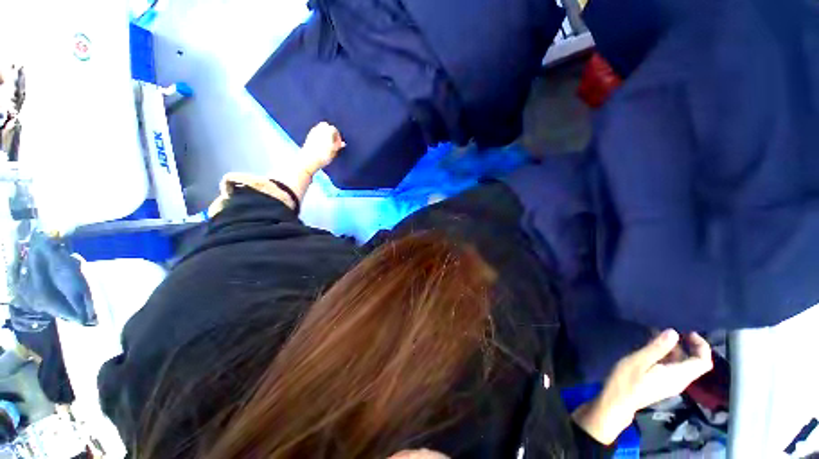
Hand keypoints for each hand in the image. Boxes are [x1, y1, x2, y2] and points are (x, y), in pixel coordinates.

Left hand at [301, 122, 345, 173]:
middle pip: (326, 126)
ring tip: (328, 145)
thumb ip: (338, 146)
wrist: (310, 159)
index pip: (335, 130)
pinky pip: (316, 134)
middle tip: (333, 142)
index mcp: (327, 130)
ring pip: (320, 130)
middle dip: (330, 133)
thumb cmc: (324, 155)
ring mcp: (312, 132)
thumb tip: (342, 144)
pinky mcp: (308, 137)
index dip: (338, 137)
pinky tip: (321, 146)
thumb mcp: (334, 151)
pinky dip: (319, 138)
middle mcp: (319, 128)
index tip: (339, 144)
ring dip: (325, 135)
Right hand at [573, 330, 712, 444]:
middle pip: (694, 362)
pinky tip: (651, 348)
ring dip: (674, 349)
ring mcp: (671, 383)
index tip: (688, 332)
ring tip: (656, 335)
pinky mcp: (662, 383)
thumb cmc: (627, 380)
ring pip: (682, 364)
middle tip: (669, 330)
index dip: (701, 346)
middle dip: (686, 345)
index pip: (703, 362)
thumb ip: (657, 347)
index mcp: (678, 375)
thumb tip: (673, 332)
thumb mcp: (639, 360)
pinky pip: (672, 367)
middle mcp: (680, 380)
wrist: (617, 401)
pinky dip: (666, 355)